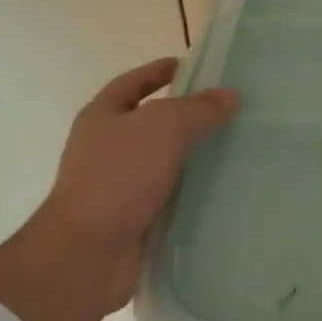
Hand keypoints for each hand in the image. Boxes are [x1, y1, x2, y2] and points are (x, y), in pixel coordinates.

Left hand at [0, 57, 237, 320]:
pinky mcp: (133, 219)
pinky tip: (222, 188)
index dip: (160, 71)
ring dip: (192, 156)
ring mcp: (117, 186)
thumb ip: (200, 108)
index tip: (192, 67)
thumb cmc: (119, 175)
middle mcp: (106, 148)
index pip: (133, 82)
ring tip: (233, 147)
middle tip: (226, 109)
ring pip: (163, 161)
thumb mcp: (165, 127)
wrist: (88, 253)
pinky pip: (168, 197)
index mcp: (102, 116)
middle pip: (151, 122)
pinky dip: (191, 192)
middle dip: (186, 115)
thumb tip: (230, 94)